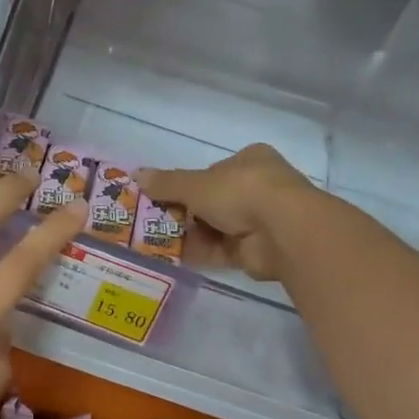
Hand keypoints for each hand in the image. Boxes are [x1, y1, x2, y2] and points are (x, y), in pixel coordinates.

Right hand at [137, 145, 318, 281]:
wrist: (282, 231)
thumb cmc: (241, 192)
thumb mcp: (196, 184)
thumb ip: (166, 183)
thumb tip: (136, 175)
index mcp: (250, 160)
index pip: (213, 171)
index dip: (189, 184)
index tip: (165, 197)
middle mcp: (258, 187)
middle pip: (213, 201)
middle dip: (186, 213)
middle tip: (157, 222)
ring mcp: (260, 220)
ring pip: (216, 227)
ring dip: (190, 235)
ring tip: (158, 242)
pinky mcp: (257, 250)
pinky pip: (222, 250)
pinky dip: (201, 253)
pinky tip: (175, 257)